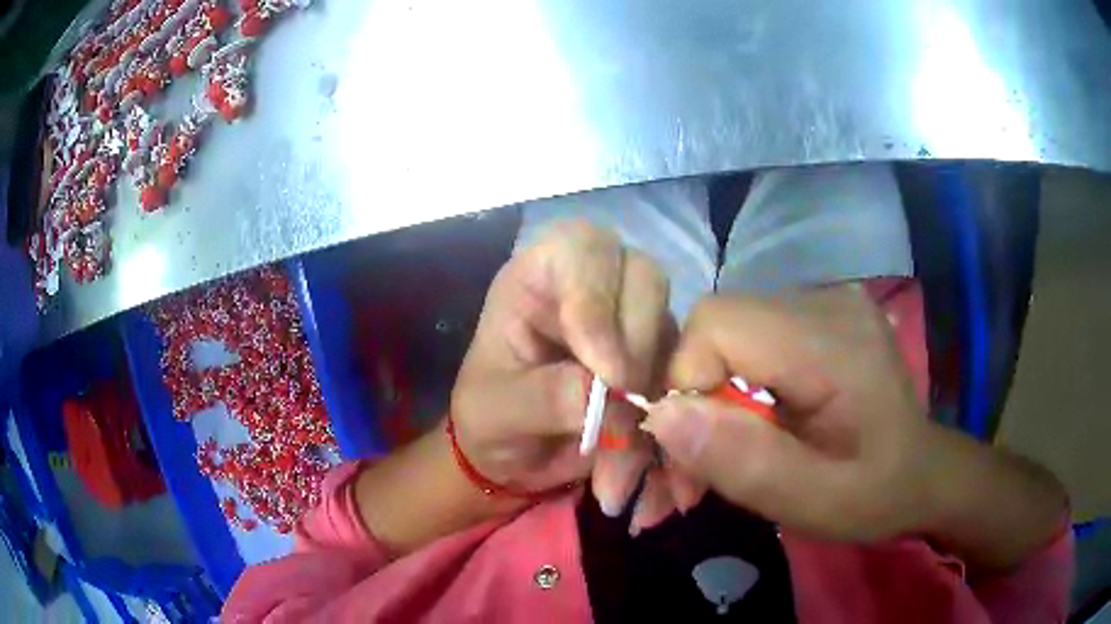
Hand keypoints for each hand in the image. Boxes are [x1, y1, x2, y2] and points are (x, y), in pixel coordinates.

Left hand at [451, 220, 671, 500]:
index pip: (582, 248)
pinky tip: (647, 472)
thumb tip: (607, 394)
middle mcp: (593, 288)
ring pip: (673, 333)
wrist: (514, 461)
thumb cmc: (489, 420)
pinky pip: (684, 382)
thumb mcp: (497, 411)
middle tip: (621, 410)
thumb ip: (545, 396)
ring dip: (656, 402)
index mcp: (540, 278)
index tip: (604, 370)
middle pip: (645, 278)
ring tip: (619, 466)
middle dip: (638, 349)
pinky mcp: (656, 364)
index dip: (598, 299)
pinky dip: (671, 430)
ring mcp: (630, 325)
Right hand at [640, 285, 940, 540]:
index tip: (687, 456)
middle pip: (717, 327)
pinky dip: (730, 386)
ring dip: (707, 398)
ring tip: (715, 458)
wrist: (920, 474)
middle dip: (690, 400)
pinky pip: (749, 340)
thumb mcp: (811, 502)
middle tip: (691, 473)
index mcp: (833, 342)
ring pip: (726, 334)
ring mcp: (823, 303)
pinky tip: (742, 427)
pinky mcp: (816, 317)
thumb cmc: (875, 495)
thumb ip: (742, 461)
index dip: (684, 383)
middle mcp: (825, 302)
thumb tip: (661, 416)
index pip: (718, 324)